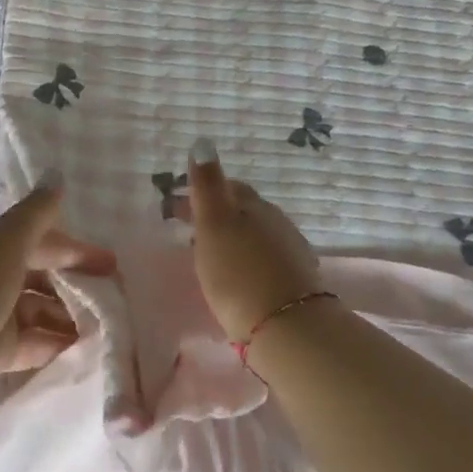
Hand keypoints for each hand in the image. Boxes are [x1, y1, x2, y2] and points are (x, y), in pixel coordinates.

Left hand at [0, 181, 114, 394]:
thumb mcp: (7, 241)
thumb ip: (36, 213)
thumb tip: (57, 174)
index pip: (43, 241)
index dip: (76, 249)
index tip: (112, 264)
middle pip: (43, 277)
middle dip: (76, 285)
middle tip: (115, 298)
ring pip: (40, 312)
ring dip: (69, 317)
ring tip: (107, 328)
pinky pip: (33, 345)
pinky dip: (56, 345)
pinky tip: (84, 350)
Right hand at [183, 141, 323, 341]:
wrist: (288, 329)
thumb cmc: (239, 273)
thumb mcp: (214, 224)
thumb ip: (207, 185)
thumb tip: (202, 142)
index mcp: (253, 204)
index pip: (227, 185)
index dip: (201, 191)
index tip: (176, 205)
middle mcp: (276, 221)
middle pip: (242, 209)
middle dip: (216, 213)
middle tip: (189, 228)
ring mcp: (290, 251)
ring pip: (255, 234)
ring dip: (232, 237)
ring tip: (210, 253)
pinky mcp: (296, 282)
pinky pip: (264, 258)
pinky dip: (246, 258)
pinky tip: (237, 274)